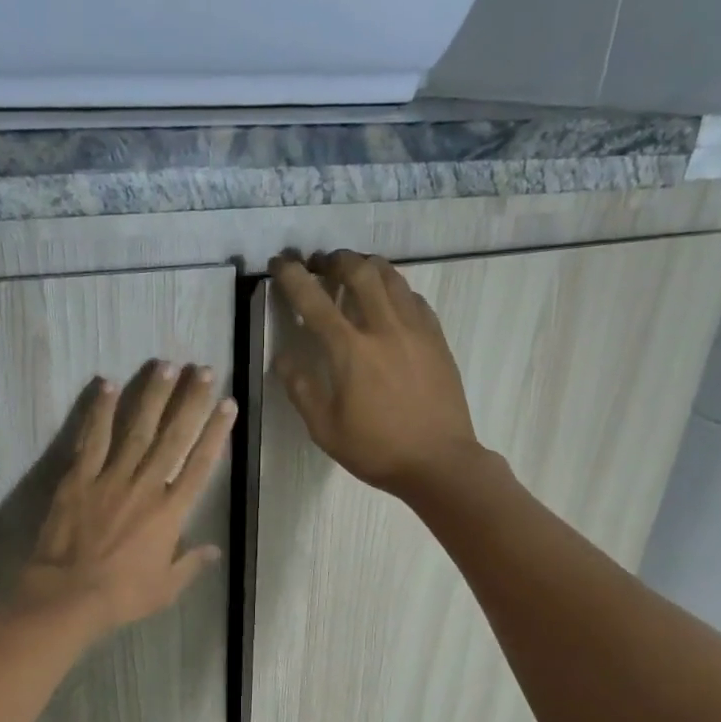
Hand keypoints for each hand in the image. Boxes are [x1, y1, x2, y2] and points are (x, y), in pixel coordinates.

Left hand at [15, 362, 235, 633]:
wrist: (69, 596)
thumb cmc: (122, 596)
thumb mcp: (166, 588)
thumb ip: (191, 564)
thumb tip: (214, 550)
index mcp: (171, 512)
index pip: (200, 464)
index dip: (215, 432)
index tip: (227, 404)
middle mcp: (146, 486)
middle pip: (173, 436)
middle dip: (190, 401)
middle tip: (202, 369)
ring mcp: (111, 478)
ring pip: (136, 429)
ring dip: (152, 395)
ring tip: (165, 365)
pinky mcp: (79, 479)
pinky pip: (92, 440)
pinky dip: (100, 412)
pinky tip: (108, 385)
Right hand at [270, 251, 483, 496]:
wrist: (439, 462)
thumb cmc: (377, 450)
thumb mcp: (325, 430)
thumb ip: (301, 389)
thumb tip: (282, 358)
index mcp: (351, 351)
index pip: (314, 300)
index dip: (293, 277)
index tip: (281, 263)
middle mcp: (384, 328)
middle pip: (359, 272)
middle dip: (335, 260)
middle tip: (321, 263)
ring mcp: (416, 330)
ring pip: (392, 277)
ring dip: (367, 266)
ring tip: (354, 271)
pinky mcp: (437, 338)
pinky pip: (414, 298)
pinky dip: (395, 289)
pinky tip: (388, 301)